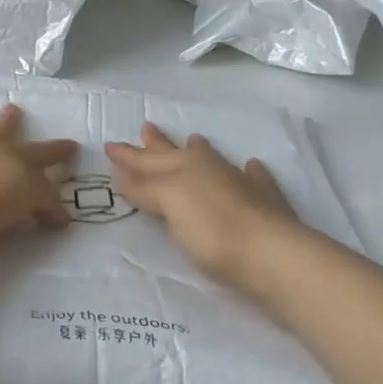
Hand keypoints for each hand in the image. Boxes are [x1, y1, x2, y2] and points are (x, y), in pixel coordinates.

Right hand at [105, 123, 298, 289]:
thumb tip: (123, 173)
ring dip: (202, 151)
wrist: (272, 255)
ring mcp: (242, 184)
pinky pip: (256, 178)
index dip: (128, 155)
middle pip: (177, 154)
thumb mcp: (169, 205)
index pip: (148, 160)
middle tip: (147, 127)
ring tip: (194, 139)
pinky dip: (250, 171)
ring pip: (215, 161)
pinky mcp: (266, 204)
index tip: (110, 145)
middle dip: (159, 144)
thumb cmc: (211, 230)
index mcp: (184, 168)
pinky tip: (252, 166)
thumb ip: (145, 189)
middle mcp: (211, 170)